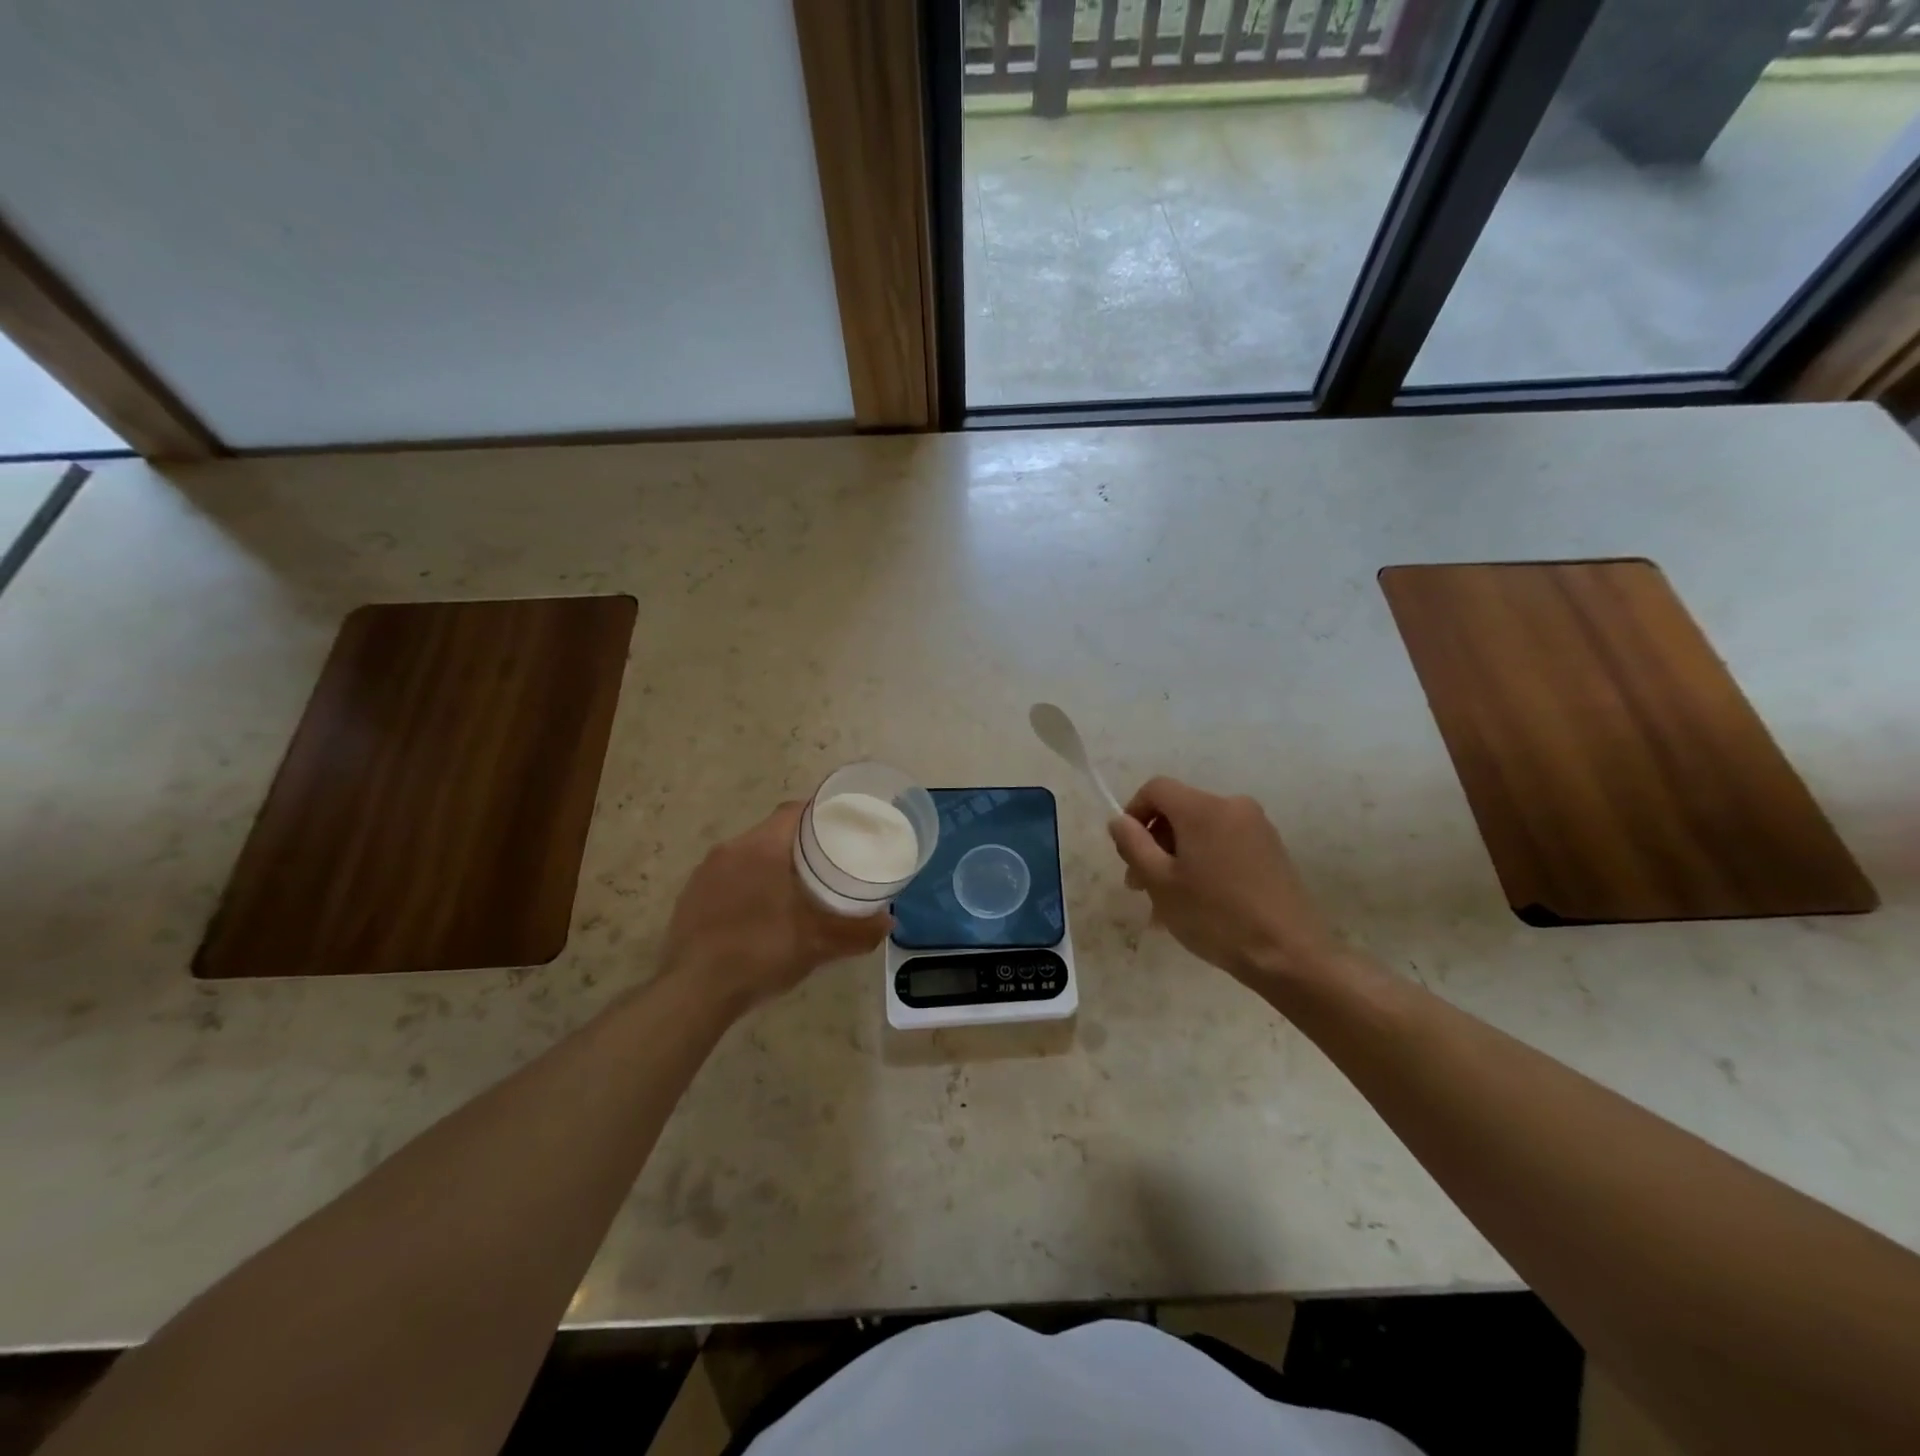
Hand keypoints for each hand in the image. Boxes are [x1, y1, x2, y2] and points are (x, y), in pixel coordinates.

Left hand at [660, 802, 891, 1011]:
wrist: (694, 992)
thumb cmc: (761, 953)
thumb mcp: (818, 943)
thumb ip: (857, 931)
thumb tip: (887, 921)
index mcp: (762, 847)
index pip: (794, 811)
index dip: (820, 814)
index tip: (842, 826)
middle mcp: (730, 850)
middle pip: (772, 832)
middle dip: (799, 843)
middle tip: (827, 862)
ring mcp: (704, 874)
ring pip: (747, 855)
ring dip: (771, 865)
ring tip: (795, 888)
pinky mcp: (689, 898)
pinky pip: (727, 878)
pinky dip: (747, 885)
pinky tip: (759, 914)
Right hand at [1107, 777, 1343, 993]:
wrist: (1289, 955)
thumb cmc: (1215, 916)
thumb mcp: (1160, 882)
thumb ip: (1133, 844)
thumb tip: (1119, 821)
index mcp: (1203, 808)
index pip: (1156, 789)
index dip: (1133, 813)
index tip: (1126, 852)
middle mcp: (1232, 806)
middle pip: (1179, 810)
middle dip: (1154, 843)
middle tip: (1140, 887)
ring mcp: (1257, 828)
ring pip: (1201, 832)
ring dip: (1177, 859)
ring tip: (1166, 904)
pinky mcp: (1272, 851)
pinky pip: (1224, 845)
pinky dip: (1203, 864)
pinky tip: (1198, 904)